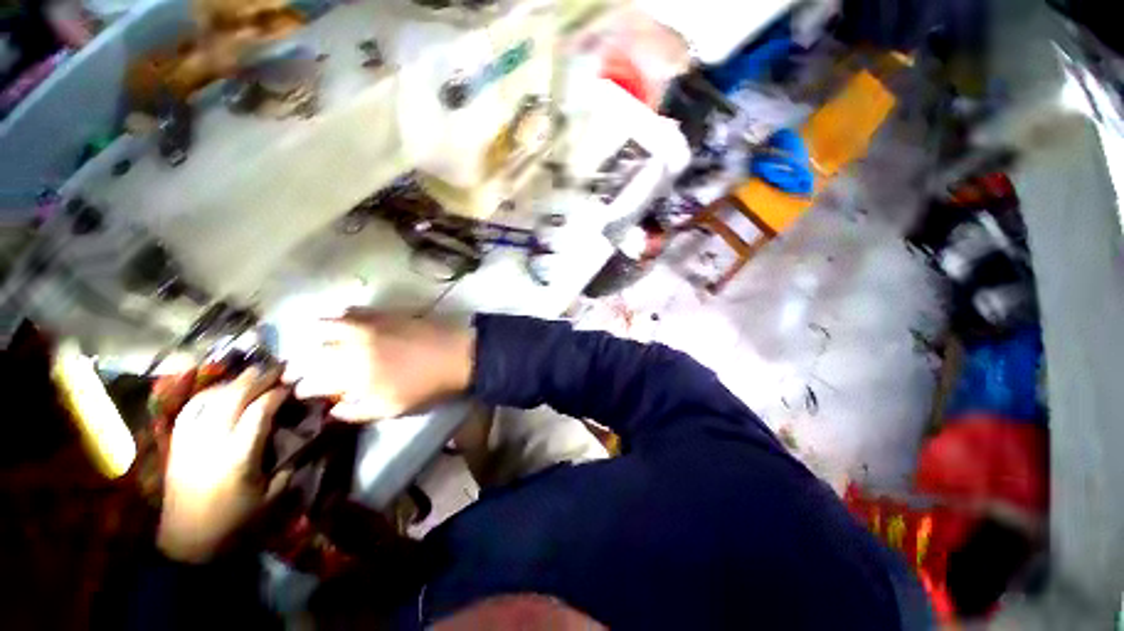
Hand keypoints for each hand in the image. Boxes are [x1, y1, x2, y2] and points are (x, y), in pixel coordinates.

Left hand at [157, 366, 288, 562]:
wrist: (187, 541)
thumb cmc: (235, 521)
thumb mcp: (272, 495)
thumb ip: (288, 462)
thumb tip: (302, 436)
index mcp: (238, 457)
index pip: (259, 411)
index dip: (278, 393)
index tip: (293, 384)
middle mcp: (211, 443)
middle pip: (233, 398)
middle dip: (258, 378)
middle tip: (277, 367)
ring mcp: (189, 441)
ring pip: (210, 398)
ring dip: (234, 382)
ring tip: (253, 373)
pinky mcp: (177, 444)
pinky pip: (191, 408)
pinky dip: (209, 394)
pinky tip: (222, 390)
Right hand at [285, 310, 474, 420]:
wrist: (459, 355)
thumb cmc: (428, 386)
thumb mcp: (392, 409)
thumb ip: (357, 411)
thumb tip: (333, 409)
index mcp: (353, 376)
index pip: (312, 381)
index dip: (304, 387)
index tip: (303, 390)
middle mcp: (352, 347)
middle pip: (312, 352)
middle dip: (303, 363)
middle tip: (306, 370)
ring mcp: (367, 326)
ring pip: (325, 326)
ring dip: (318, 337)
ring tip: (321, 345)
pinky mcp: (382, 313)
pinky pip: (351, 311)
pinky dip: (340, 318)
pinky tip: (344, 324)